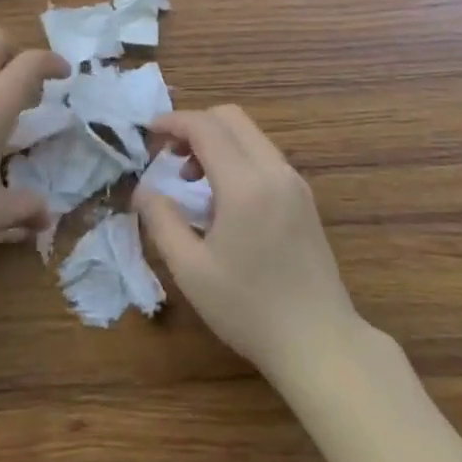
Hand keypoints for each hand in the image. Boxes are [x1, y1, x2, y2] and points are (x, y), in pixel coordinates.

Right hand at [136, 105, 364, 385]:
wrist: (319, 343)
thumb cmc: (249, 309)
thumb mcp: (191, 270)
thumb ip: (162, 221)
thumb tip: (142, 190)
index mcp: (245, 184)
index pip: (205, 127)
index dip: (173, 122)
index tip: (148, 133)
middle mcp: (274, 170)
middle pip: (230, 118)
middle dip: (194, 125)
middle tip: (169, 154)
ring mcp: (293, 181)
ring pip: (249, 134)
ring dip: (216, 140)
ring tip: (192, 179)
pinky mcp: (303, 196)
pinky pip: (263, 155)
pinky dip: (236, 156)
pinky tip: (222, 197)